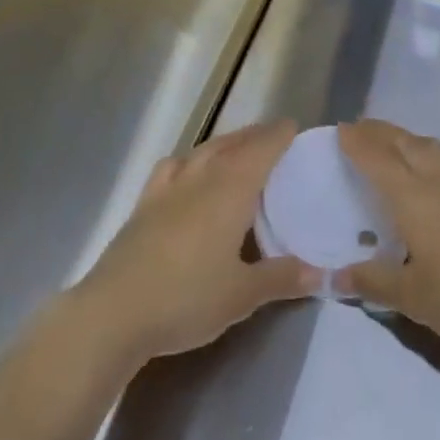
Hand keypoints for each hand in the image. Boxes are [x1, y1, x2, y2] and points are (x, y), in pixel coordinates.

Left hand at [73, 121, 318, 365]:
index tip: (294, 128)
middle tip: (274, 138)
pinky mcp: (146, 201)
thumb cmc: (187, 298)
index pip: (262, 149)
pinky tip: (188, 170)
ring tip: (237, 149)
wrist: (115, 311)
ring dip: (225, 144)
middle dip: (255, 137)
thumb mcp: (242, 295)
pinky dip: (188, 160)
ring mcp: (170, 185)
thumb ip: (282, 278)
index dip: (279, 136)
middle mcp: (203, 175)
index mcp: (232, 189)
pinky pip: (173, 166)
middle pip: (234, 144)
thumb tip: (323, 273)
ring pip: (204, 150)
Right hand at [335, 119, 439, 351]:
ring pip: (434, 145)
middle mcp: (438, 177)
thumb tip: (333, 277)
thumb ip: (373, 282)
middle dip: (378, 132)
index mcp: (411, 197)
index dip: (356, 141)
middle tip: (360, 129)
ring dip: (410, 139)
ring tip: (398, 143)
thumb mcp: (414, 298)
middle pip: (403, 142)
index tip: (340, 130)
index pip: (376, 158)